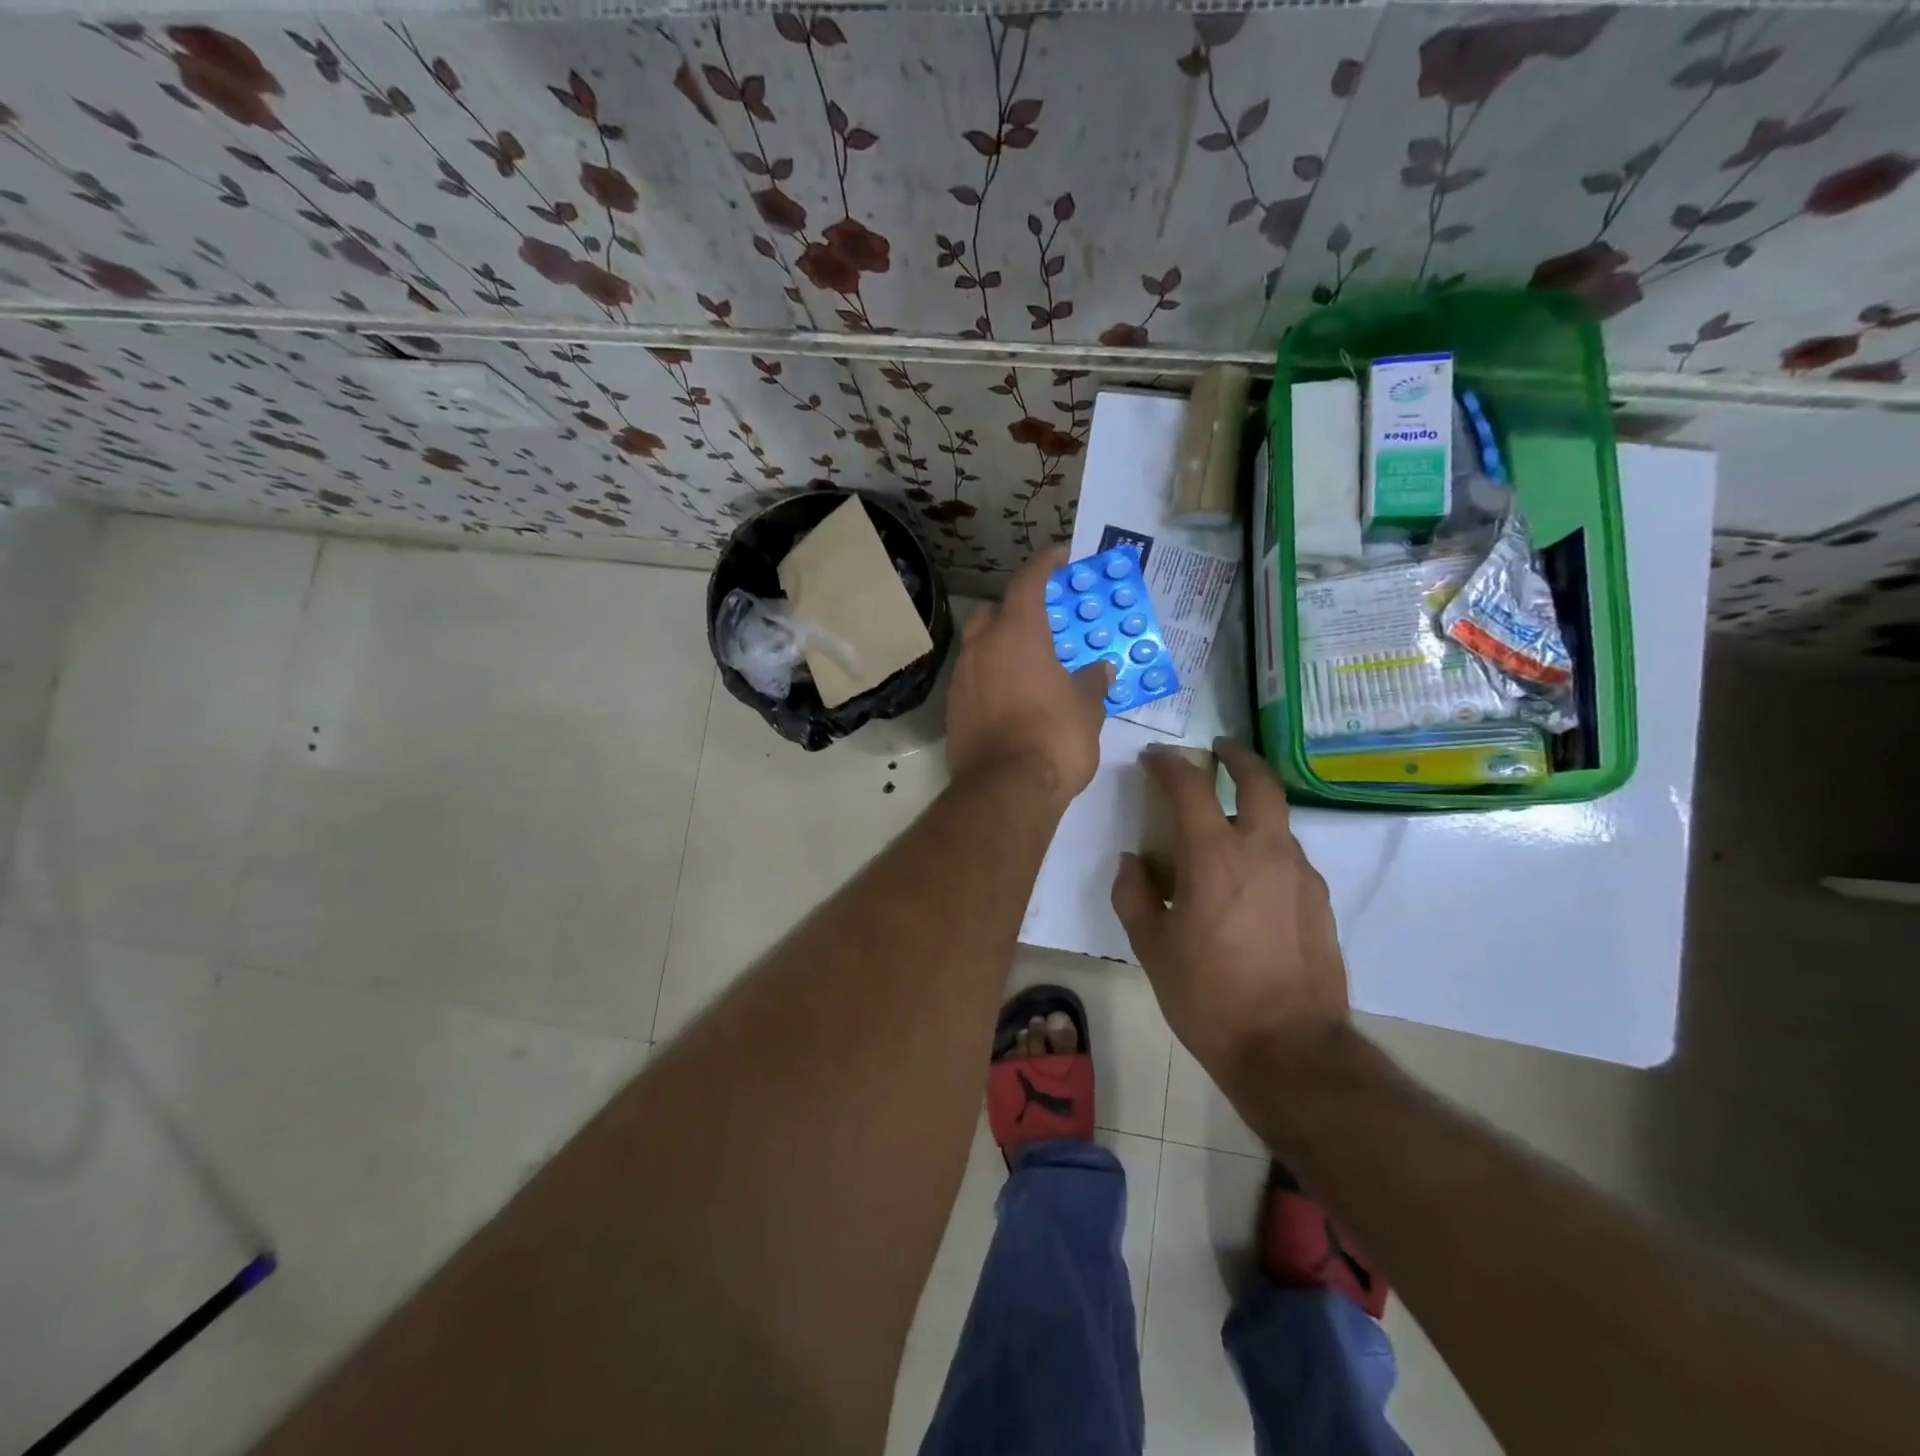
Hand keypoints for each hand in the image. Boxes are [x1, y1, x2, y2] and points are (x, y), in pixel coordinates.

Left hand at [945, 546, 1113, 804]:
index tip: (1060, 555)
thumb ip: (1092, 682)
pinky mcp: (952, 709)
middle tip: (1041, 623)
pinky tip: (1011, 697)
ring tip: (1028, 664)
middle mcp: (982, 647)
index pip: (1029, 581)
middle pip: (994, 612)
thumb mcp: (1087, 709)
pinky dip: (991, 677)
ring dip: (1000, 647)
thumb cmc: (1054, 739)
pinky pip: (973, 679)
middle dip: (1015, 610)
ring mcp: (962, 678)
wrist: (1004, 791)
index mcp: (1018, 634)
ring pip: (979, 646)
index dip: (1045, 564)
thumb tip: (1100, 669)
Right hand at [1111, 738, 1350, 1081]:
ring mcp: (1299, 874)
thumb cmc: (1208, 996)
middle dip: (1237, 757)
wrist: (1290, 1050)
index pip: (1190, 788)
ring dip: (1251, 809)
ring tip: (1225, 831)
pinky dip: (1266, 849)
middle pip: (1259, 781)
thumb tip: (1134, 862)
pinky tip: (1249, 881)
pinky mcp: (1320, 900)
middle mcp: (1263, 851)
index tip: (1154, 759)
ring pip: (1276, 821)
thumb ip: (1134, 894)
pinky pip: (1288, 857)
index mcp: (1214, 857)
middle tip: (1218, 752)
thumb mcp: (1151, 947)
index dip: (1168, 765)